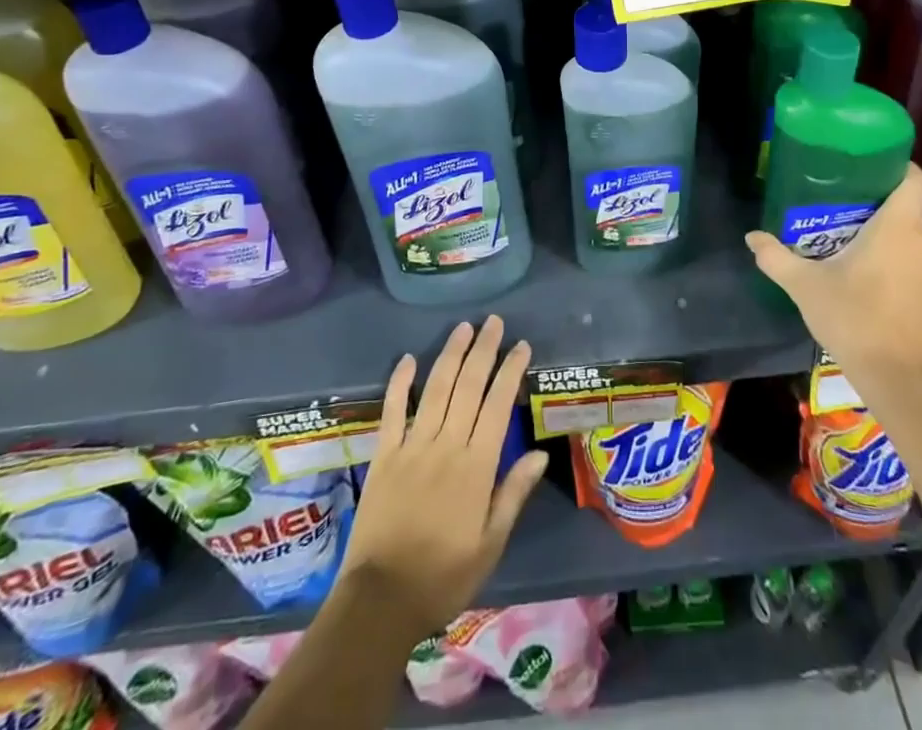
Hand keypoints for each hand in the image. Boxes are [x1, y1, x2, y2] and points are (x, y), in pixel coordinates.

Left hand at [340, 317, 548, 640]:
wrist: (381, 600)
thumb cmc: (444, 576)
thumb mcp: (490, 544)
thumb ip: (513, 494)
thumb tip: (539, 453)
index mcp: (476, 466)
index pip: (497, 405)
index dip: (510, 371)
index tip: (521, 346)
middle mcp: (446, 445)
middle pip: (468, 386)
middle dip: (483, 350)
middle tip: (494, 322)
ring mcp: (412, 446)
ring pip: (436, 389)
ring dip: (450, 355)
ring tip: (463, 328)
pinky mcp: (384, 455)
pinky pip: (392, 411)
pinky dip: (400, 383)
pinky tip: (408, 359)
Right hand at [745, 165, 921, 382]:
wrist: (896, 380)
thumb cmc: (852, 318)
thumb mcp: (804, 286)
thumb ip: (776, 257)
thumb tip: (752, 237)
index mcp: (896, 229)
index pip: (915, 181)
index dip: (900, 168)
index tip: (875, 167)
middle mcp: (920, 246)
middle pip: (907, 212)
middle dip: (878, 208)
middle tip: (843, 211)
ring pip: (910, 245)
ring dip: (887, 244)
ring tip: (853, 252)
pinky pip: (914, 274)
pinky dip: (896, 273)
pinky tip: (871, 290)